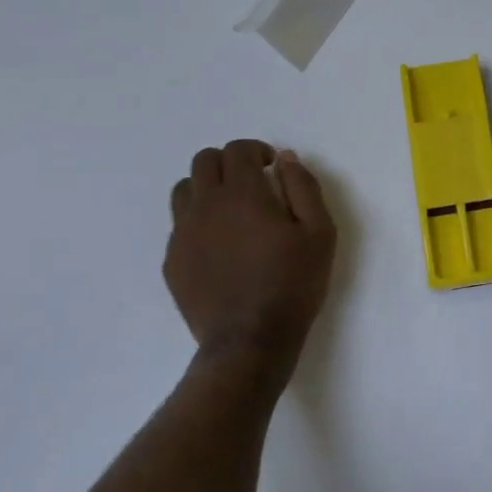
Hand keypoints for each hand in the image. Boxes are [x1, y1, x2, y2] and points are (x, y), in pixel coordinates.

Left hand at [165, 140, 336, 384]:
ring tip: (229, 210)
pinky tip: (218, 245)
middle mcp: (205, 205)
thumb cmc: (292, 284)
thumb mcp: (319, 232)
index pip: (237, 150)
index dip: (256, 150)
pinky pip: (178, 226)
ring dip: (206, 188)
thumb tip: (285, 158)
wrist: (250, 341)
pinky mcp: (172, 261)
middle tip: (252, 183)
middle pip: (204, 161)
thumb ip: (303, 187)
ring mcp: (183, 234)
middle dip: (229, 162)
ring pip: (184, 189)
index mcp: (242, 193)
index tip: (272, 167)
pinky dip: (196, 221)